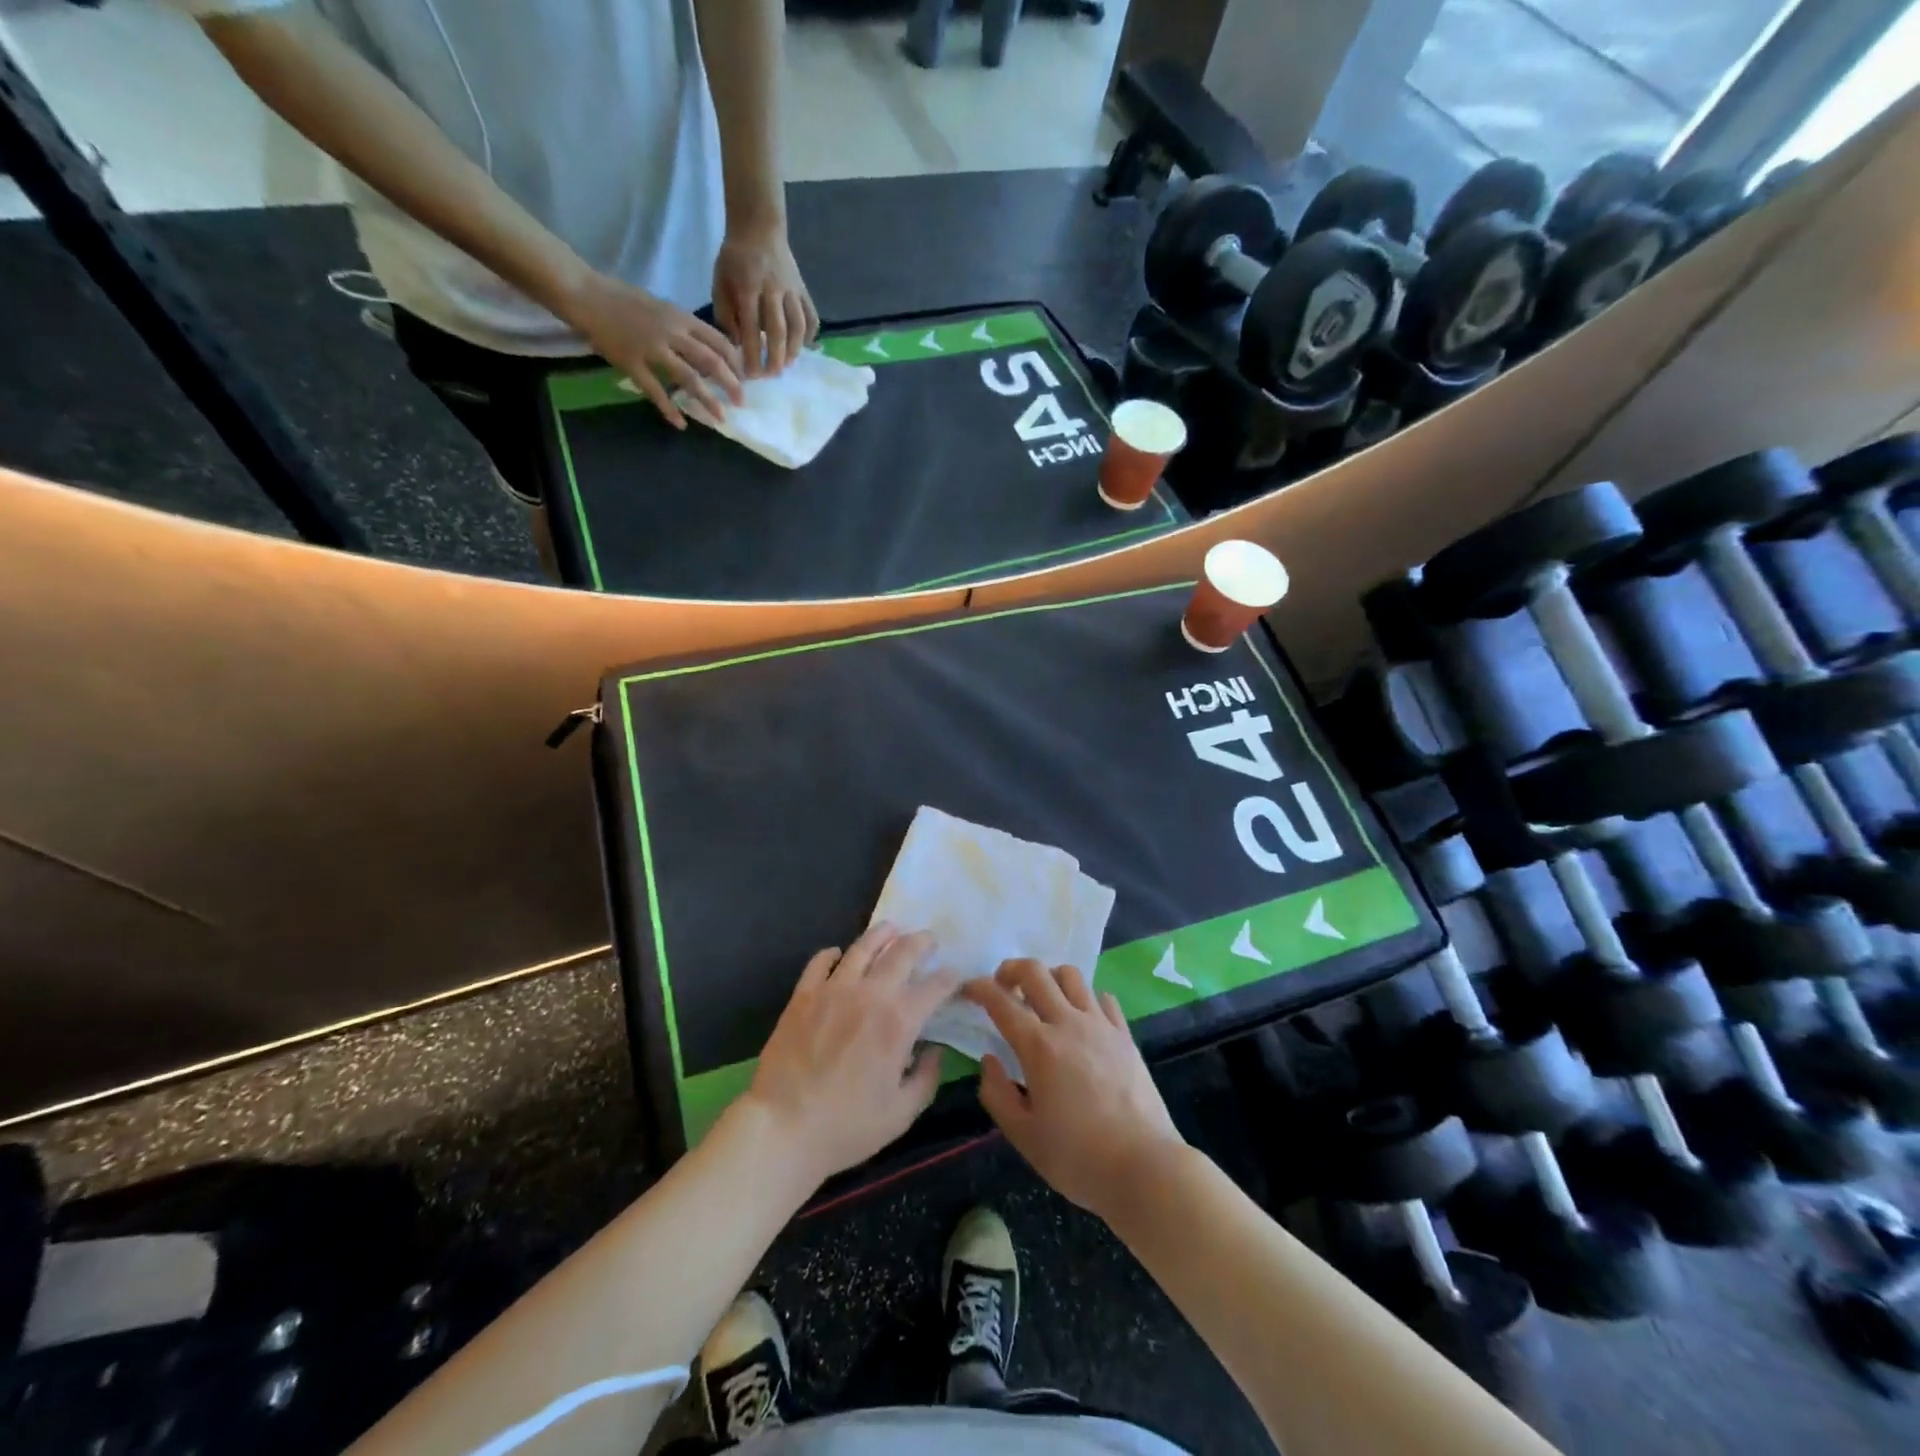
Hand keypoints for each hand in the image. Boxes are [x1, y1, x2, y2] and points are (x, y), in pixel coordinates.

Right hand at [569, 272, 743, 428]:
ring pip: (688, 378)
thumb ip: (684, 327)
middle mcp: (671, 332)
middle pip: (710, 361)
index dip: (735, 362)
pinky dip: (669, 409)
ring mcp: (651, 348)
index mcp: (680, 317)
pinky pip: (655, 390)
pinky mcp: (631, 363)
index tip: (744, 378)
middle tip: (740, 402)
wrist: (585, 293)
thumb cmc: (623, 299)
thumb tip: (708, 349)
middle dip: (730, 384)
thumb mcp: (662, 307)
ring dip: (707, 400)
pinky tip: (681, 424)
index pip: (718, 341)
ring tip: (720, 418)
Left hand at [713, 223, 818, 376]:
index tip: (750, 375)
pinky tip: (802, 347)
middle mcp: (773, 289)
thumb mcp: (720, 282)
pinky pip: (811, 317)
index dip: (752, 354)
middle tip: (770, 376)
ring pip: (798, 326)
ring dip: (793, 350)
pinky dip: (809, 335)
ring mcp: (791, 289)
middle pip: (778, 331)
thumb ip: (726, 314)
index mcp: (748, 287)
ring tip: (786, 365)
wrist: (758, 227)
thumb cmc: (734, 259)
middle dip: (775, 358)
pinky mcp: (803, 290)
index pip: (751, 328)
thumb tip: (739, 345)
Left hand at [741, 923, 959, 1189]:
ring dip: (882, 934)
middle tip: (929, 940)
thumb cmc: (847, 1127)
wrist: (782, 1128)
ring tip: (891, 929)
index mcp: (899, 1022)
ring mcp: (833, 990)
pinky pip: (820, 962)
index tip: (954, 977)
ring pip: (862, 947)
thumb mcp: (901, 1114)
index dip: (950, 978)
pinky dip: (833, 954)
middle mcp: (869, 995)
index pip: (935, 986)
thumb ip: (926, 1078)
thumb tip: (934, 1050)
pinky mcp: (803, 995)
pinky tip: (839, 955)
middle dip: (922, 942)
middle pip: (902, 952)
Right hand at [964, 960, 1185, 1219]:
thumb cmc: (1078, 1158)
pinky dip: (1085, 998)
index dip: (979, 988)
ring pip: (1071, 976)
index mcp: (1038, 1047)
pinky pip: (1102, 998)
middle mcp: (1068, 1023)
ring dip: (1049, 977)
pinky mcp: (1125, 1035)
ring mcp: (1101, 1025)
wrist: (1145, 1167)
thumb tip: (989, 1061)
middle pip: (1036, 972)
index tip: (968, 989)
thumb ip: (997, 1094)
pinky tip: (1081, 1019)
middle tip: (1002, 985)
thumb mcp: (1024, 1136)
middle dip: (1011, 969)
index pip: (1000, 1002)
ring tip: (1042, 999)